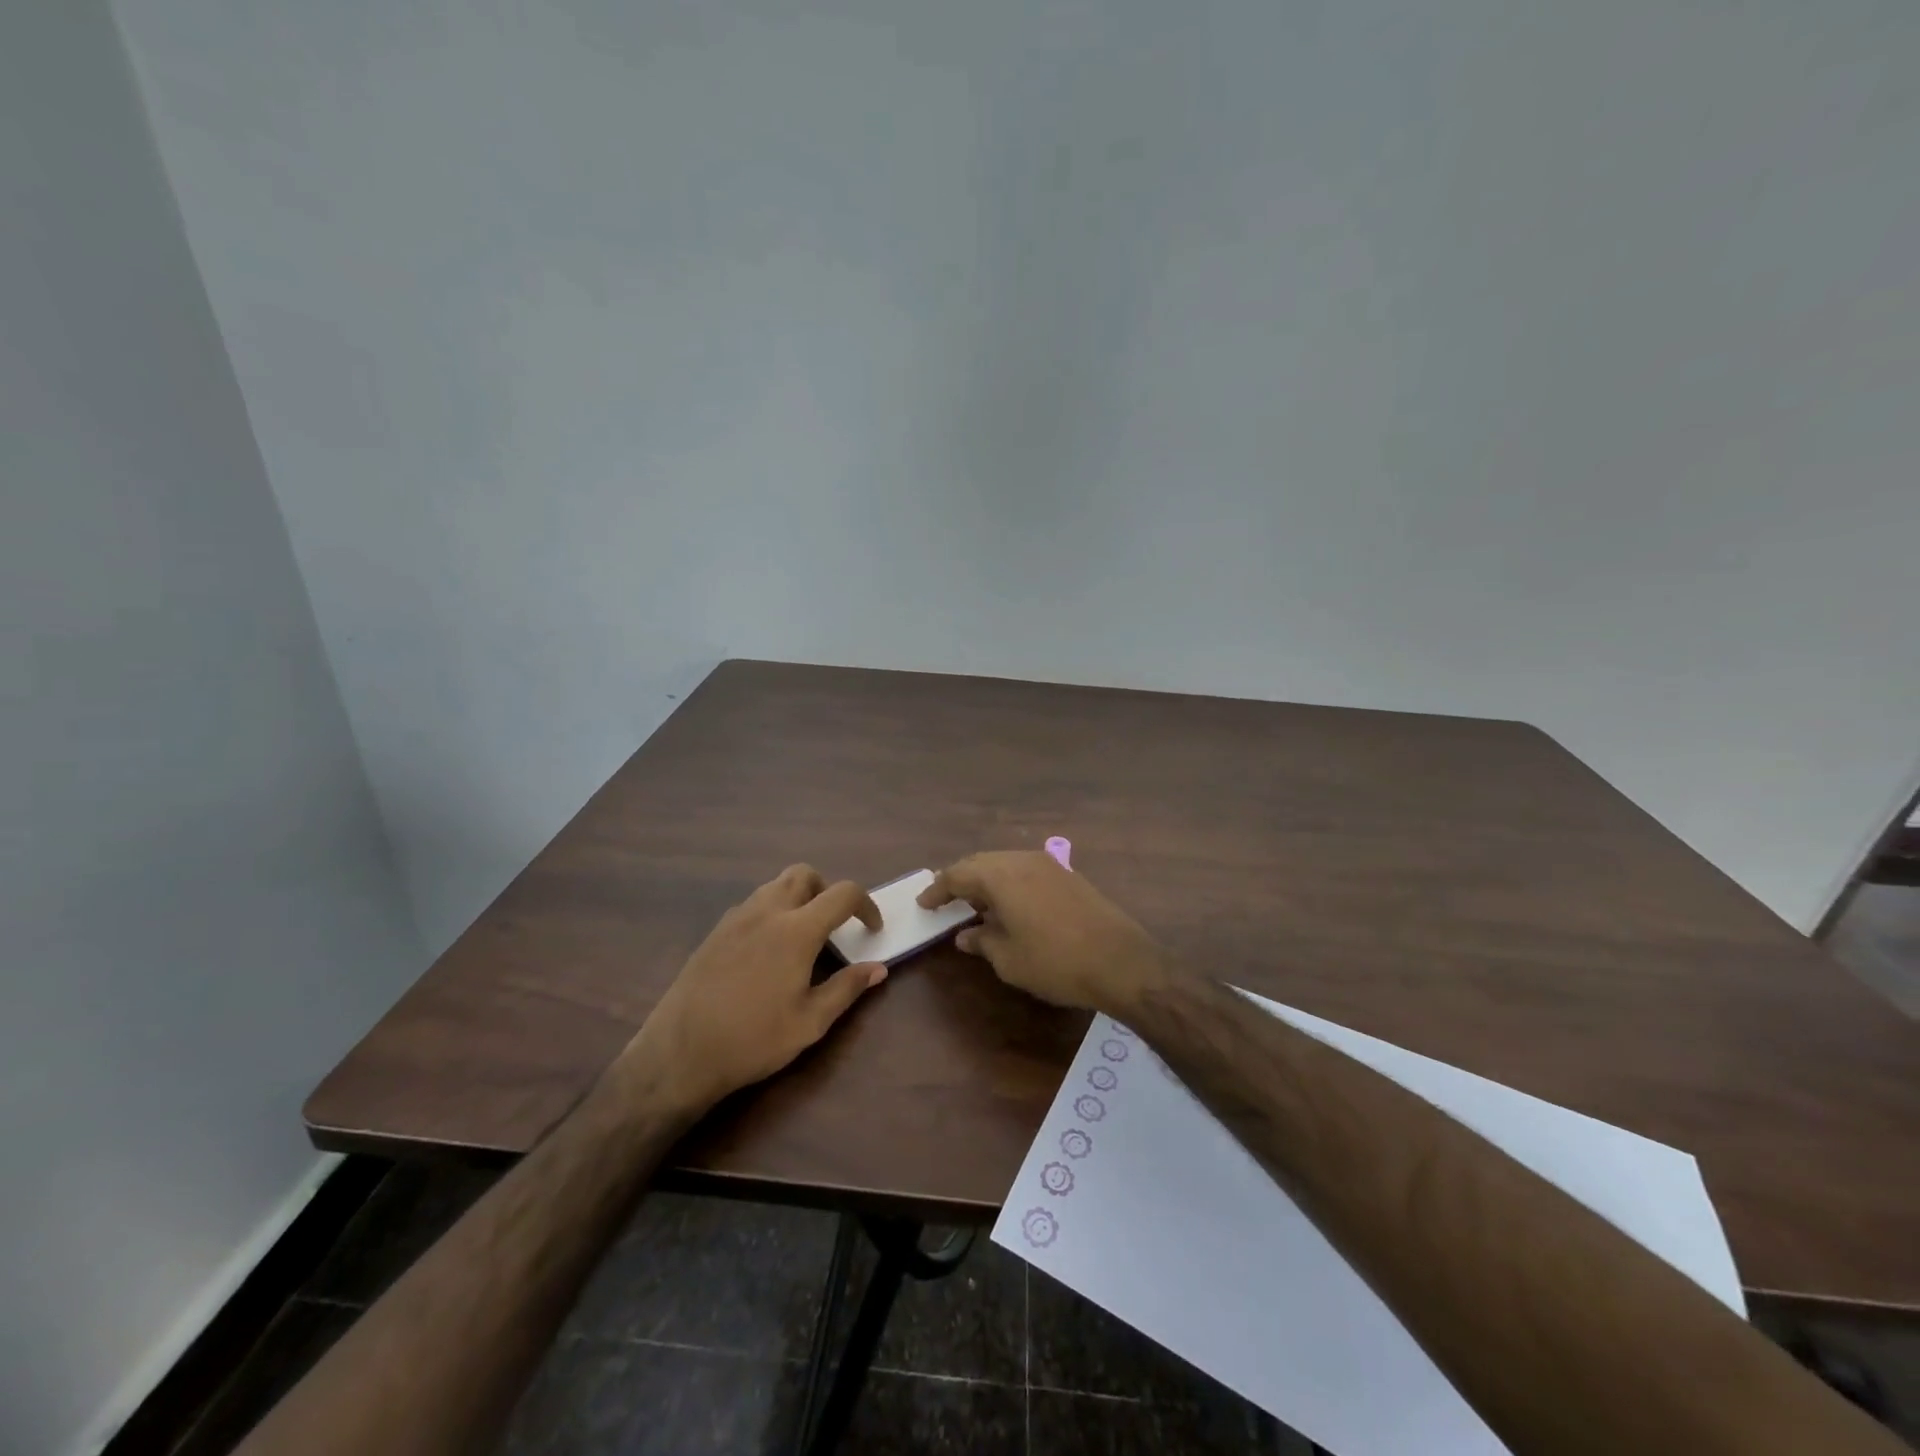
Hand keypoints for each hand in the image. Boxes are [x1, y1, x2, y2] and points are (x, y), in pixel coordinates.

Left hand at [626, 865, 887, 1112]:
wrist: (680, 1053)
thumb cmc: (753, 1039)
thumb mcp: (810, 1022)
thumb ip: (847, 989)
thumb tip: (878, 968)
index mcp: (797, 930)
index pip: (842, 894)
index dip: (866, 905)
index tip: (872, 929)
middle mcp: (767, 911)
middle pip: (804, 874)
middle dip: (827, 890)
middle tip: (835, 925)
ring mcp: (736, 918)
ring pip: (775, 885)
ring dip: (798, 897)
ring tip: (804, 936)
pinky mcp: (716, 931)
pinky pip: (752, 903)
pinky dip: (772, 911)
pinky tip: (769, 950)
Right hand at [917, 850, 1171, 1014]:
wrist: (1120, 961)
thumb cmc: (1055, 962)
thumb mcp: (1009, 959)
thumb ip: (982, 941)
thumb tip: (965, 934)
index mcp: (1001, 876)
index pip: (958, 874)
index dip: (938, 890)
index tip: (924, 904)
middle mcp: (1023, 860)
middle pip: (981, 862)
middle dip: (960, 879)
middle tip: (944, 898)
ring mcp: (1049, 864)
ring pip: (1005, 863)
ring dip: (986, 879)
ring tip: (975, 902)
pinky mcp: (1068, 875)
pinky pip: (1026, 869)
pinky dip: (1009, 882)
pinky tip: (1009, 903)